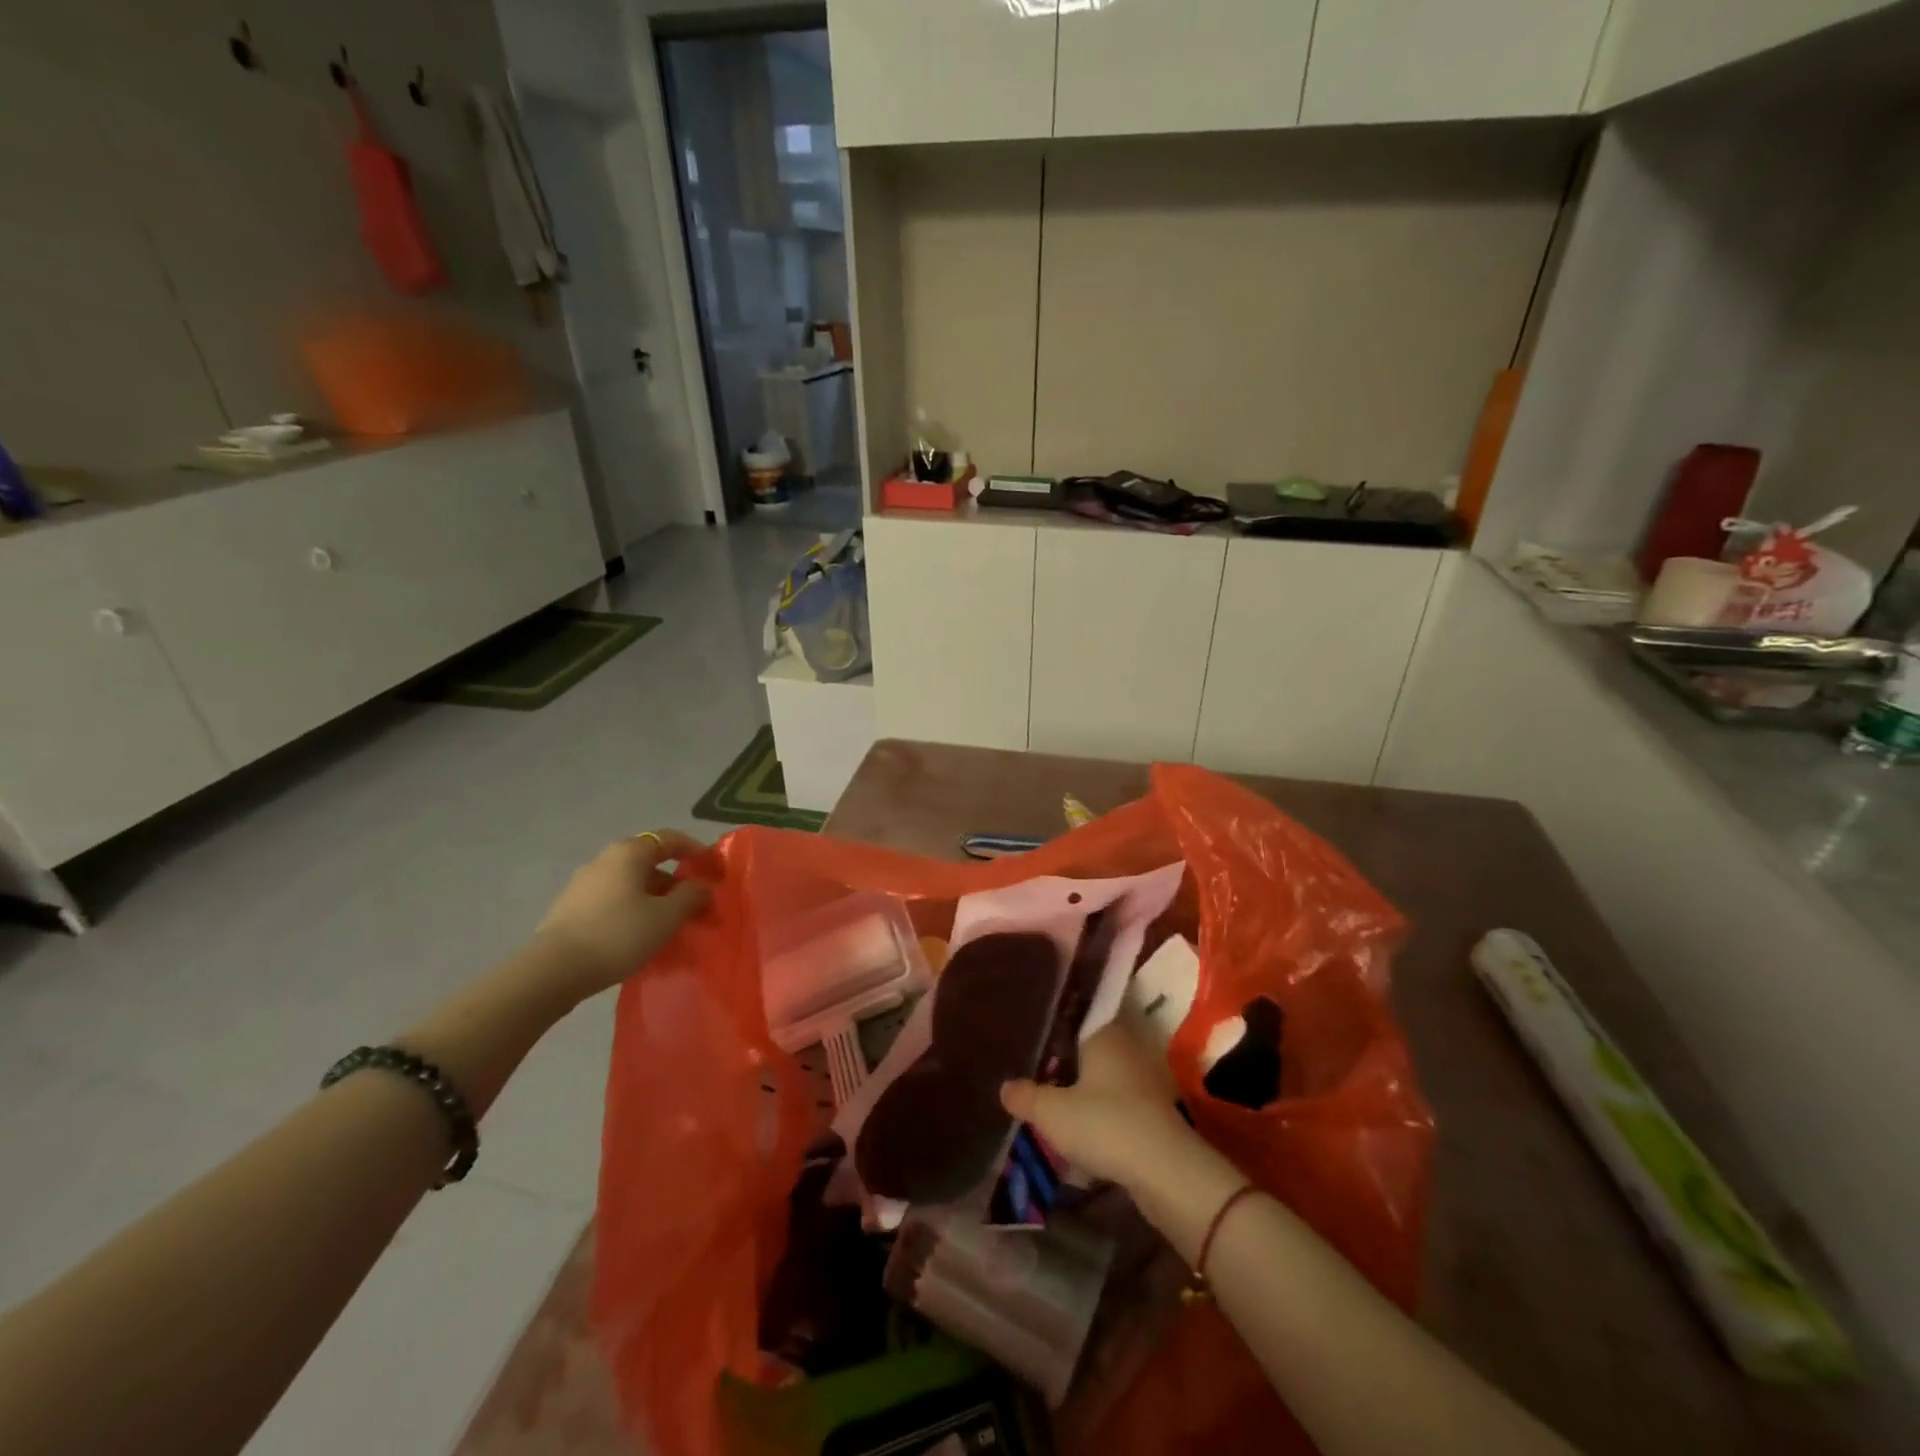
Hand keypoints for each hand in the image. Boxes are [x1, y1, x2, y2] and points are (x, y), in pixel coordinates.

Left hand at [532, 830, 710, 998]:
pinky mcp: (571, 908)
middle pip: (650, 863)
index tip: (714, 869)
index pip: (671, 839)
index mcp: (629, 853)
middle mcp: (605, 860)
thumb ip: (691, 896)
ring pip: (631, 884)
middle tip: (695, 906)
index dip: (696, 850)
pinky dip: (633, 910)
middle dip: (676, 883)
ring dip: (655, 899)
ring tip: (670, 926)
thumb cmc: (618, 934)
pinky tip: (639, 936)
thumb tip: (702, 886)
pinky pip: (614, 901)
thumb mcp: (666, 917)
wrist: (553, 971)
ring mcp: (584, 884)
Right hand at [1000, 1015, 1195, 1193]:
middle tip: (1042, 1069)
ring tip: (1059, 1104)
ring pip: (1109, 1078)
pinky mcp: (1156, 1114)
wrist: (1165, 1170)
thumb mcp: (1052, 1112)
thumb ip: (1026, 1096)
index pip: (1081, 1016)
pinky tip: (1086, 1132)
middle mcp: (1128, 1049)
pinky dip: (1105, 1115)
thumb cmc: (1104, 1124)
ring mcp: (1146, 1081)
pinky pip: (1121, 1106)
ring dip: (1090, 1091)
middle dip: (1072, 1060)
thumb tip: (1005, 1086)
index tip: (1042, 1029)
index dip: (1061, 1022)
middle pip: (1094, 1048)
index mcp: (1104, 1035)